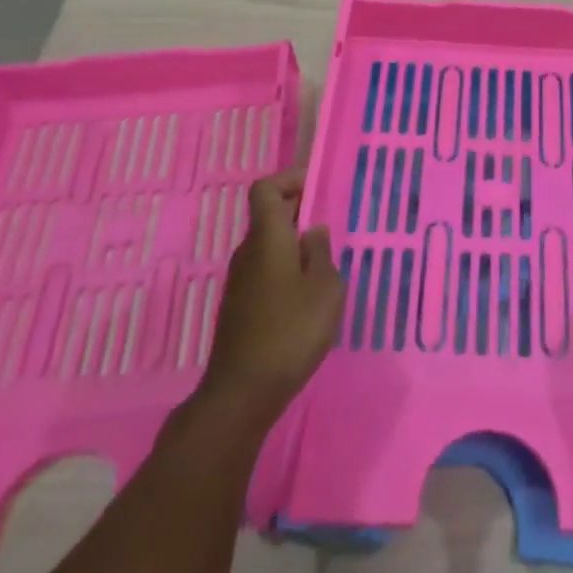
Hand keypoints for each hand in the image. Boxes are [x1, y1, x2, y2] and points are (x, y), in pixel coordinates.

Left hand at [196, 170, 342, 426]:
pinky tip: (307, 296)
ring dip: (295, 244)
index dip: (289, 179)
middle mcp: (247, 252)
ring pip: (268, 245)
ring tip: (326, 262)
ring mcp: (239, 281)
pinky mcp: (239, 307)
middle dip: (300, 212)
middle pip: (269, 216)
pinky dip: (287, 269)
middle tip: (333, 225)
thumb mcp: (325, 288)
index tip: (317, 186)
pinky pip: (265, 270)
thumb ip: (322, 253)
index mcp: (267, 239)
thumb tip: (313, 232)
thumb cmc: (290, 332)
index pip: (265, 189)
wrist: (242, 393)